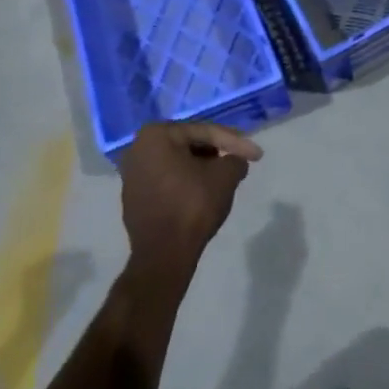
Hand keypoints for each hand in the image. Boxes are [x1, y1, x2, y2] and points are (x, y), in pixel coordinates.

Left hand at [119, 121, 261, 284]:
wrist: (163, 256)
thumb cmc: (192, 205)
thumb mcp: (225, 176)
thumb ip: (235, 159)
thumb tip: (235, 162)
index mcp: (156, 135)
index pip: (204, 132)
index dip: (234, 142)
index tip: (256, 154)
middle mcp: (137, 149)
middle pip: (188, 145)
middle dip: (216, 153)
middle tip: (238, 161)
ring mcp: (132, 176)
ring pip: (177, 164)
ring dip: (201, 168)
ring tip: (224, 178)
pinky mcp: (133, 199)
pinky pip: (166, 181)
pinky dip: (185, 183)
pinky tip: (202, 194)